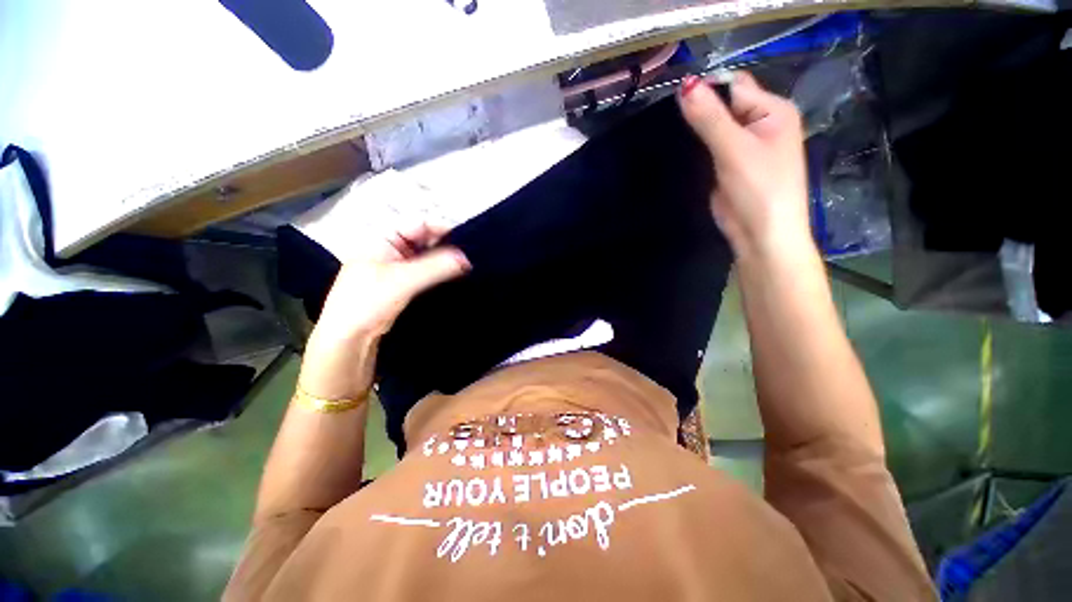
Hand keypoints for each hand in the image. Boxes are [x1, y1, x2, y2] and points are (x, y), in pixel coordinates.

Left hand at [300, 218, 469, 399]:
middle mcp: (391, 248)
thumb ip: (436, 267)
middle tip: (470, 257)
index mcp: (384, 237)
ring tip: (467, 268)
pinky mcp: (402, 283)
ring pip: (426, 257)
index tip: (468, 241)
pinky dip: (438, 274)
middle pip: (425, 240)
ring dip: (444, 262)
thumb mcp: (404, 280)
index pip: (419, 224)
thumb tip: (466, 258)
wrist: (349, 338)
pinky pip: (425, 272)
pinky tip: (453, 278)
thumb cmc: (368, 301)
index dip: (444, 230)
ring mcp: (396, 266)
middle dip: (446, 247)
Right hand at [678, 72, 812, 259]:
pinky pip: (708, 149)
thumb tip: (685, 85)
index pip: (734, 86)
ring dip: (694, 131)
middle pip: (723, 106)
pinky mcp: (728, 167)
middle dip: (698, 111)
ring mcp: (743, 147)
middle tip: (667, 120)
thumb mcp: (734, 149)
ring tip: (668, 135)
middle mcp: (759, 124)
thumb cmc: (758, 189)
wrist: (760, 235)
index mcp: (772, 111)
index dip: (706, 90)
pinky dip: (694, 149)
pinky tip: (677, 150)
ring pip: (713, 129)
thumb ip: (710, 118)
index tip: (675, 100)